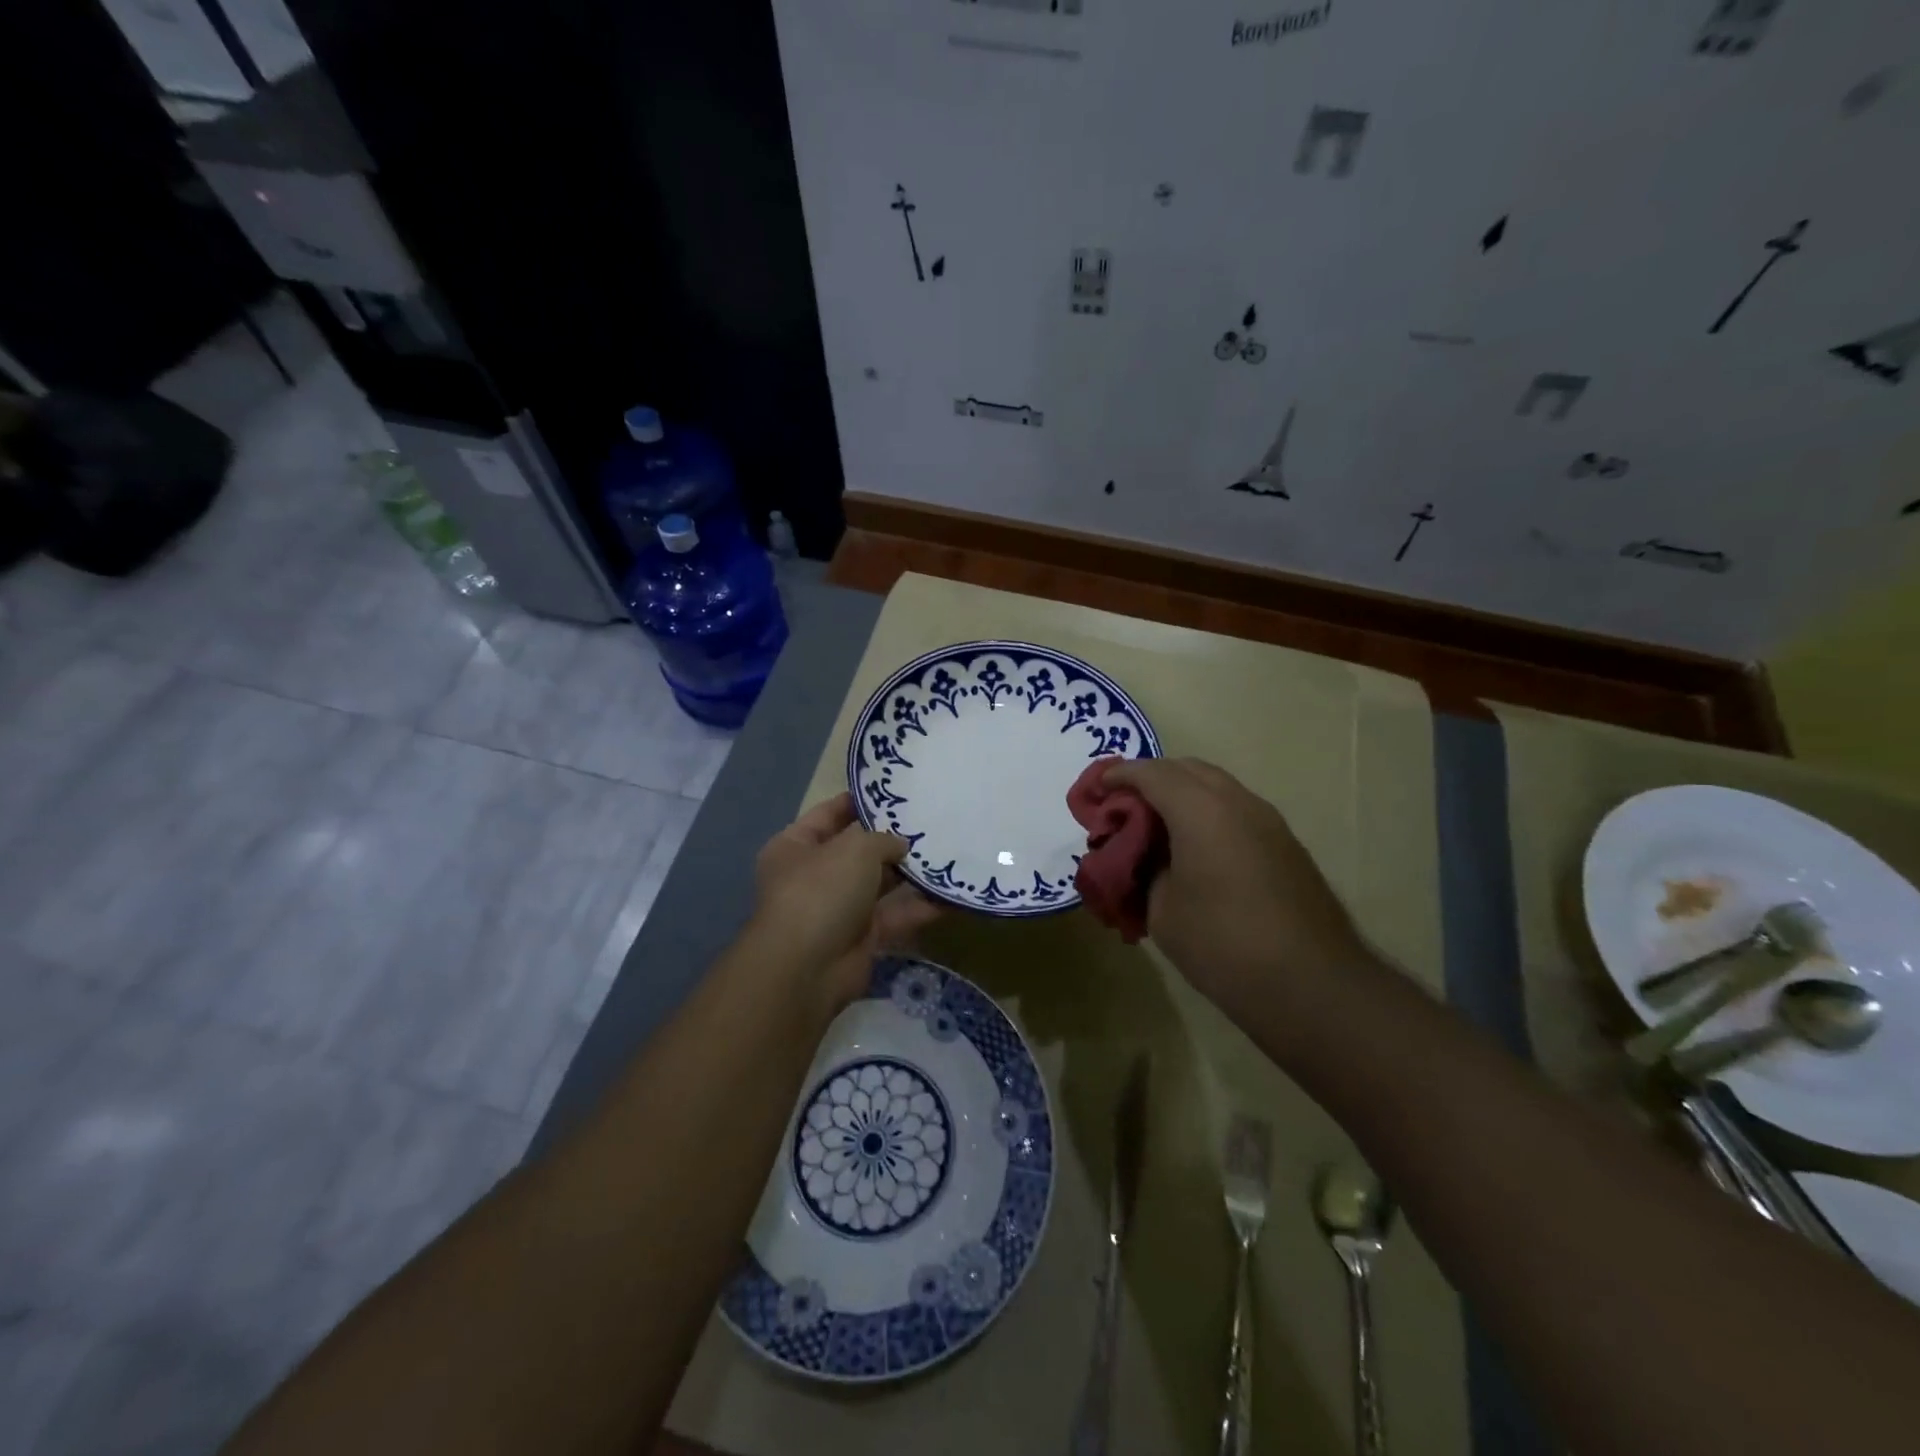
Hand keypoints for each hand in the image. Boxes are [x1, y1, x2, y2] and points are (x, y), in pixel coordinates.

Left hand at [748, 793, 941, 1009]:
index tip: (896, 792)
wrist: (807, 968)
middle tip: (932, 822)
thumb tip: (900, 846)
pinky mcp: (862, 938)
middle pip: (858, 850)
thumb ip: (882, 839)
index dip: (861, 802)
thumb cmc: (821, 891)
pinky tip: (951, 894)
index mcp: (795, 846)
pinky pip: (894, 916)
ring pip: (880, 885)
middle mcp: (814, 875)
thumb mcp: (855, 848)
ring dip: (910, 874)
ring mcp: (838, 909)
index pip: (830, 813)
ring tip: (948, 852)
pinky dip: (919, 907)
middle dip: (892, 840)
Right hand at [1103, 757, 1367, 1016]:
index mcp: (1200, 810)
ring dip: (1182, 793)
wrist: (1311, 984)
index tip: (1096, 790)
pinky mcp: (1285, 843)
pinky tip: (1195, 846)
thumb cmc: (1223, 945)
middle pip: (1186, 769)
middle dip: (1151, 779)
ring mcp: (1267, 820)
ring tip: (1157, 825)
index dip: (1119, 776)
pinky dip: (1207, 812)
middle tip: (1124, 805)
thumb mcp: (1162, 910)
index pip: (1151, 773)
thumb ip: (1146, 869)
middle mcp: (1236, 802)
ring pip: (1215, 786)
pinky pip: (1235, 808)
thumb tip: (1148, 856)